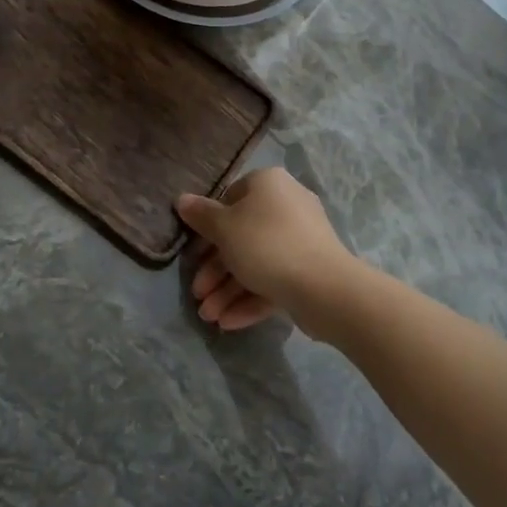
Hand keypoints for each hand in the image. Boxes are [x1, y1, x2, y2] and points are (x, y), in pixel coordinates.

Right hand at [176, 167, 363, 337]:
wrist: (324, 287)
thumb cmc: (266, 244)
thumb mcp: (224, 228)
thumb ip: (201, 216)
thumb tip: (182, 200)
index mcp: (268, 184)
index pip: (230, 198)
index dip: (208, 227)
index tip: (194, 254)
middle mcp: (286, 205)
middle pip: (241, 236)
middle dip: (215, 270)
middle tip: (198, 294)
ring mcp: (301, 239)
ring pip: (256, 262)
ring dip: (229, 290)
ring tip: (209, 317)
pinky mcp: (309, 269)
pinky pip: (274, 279)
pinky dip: (251, 298)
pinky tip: (229, 322)